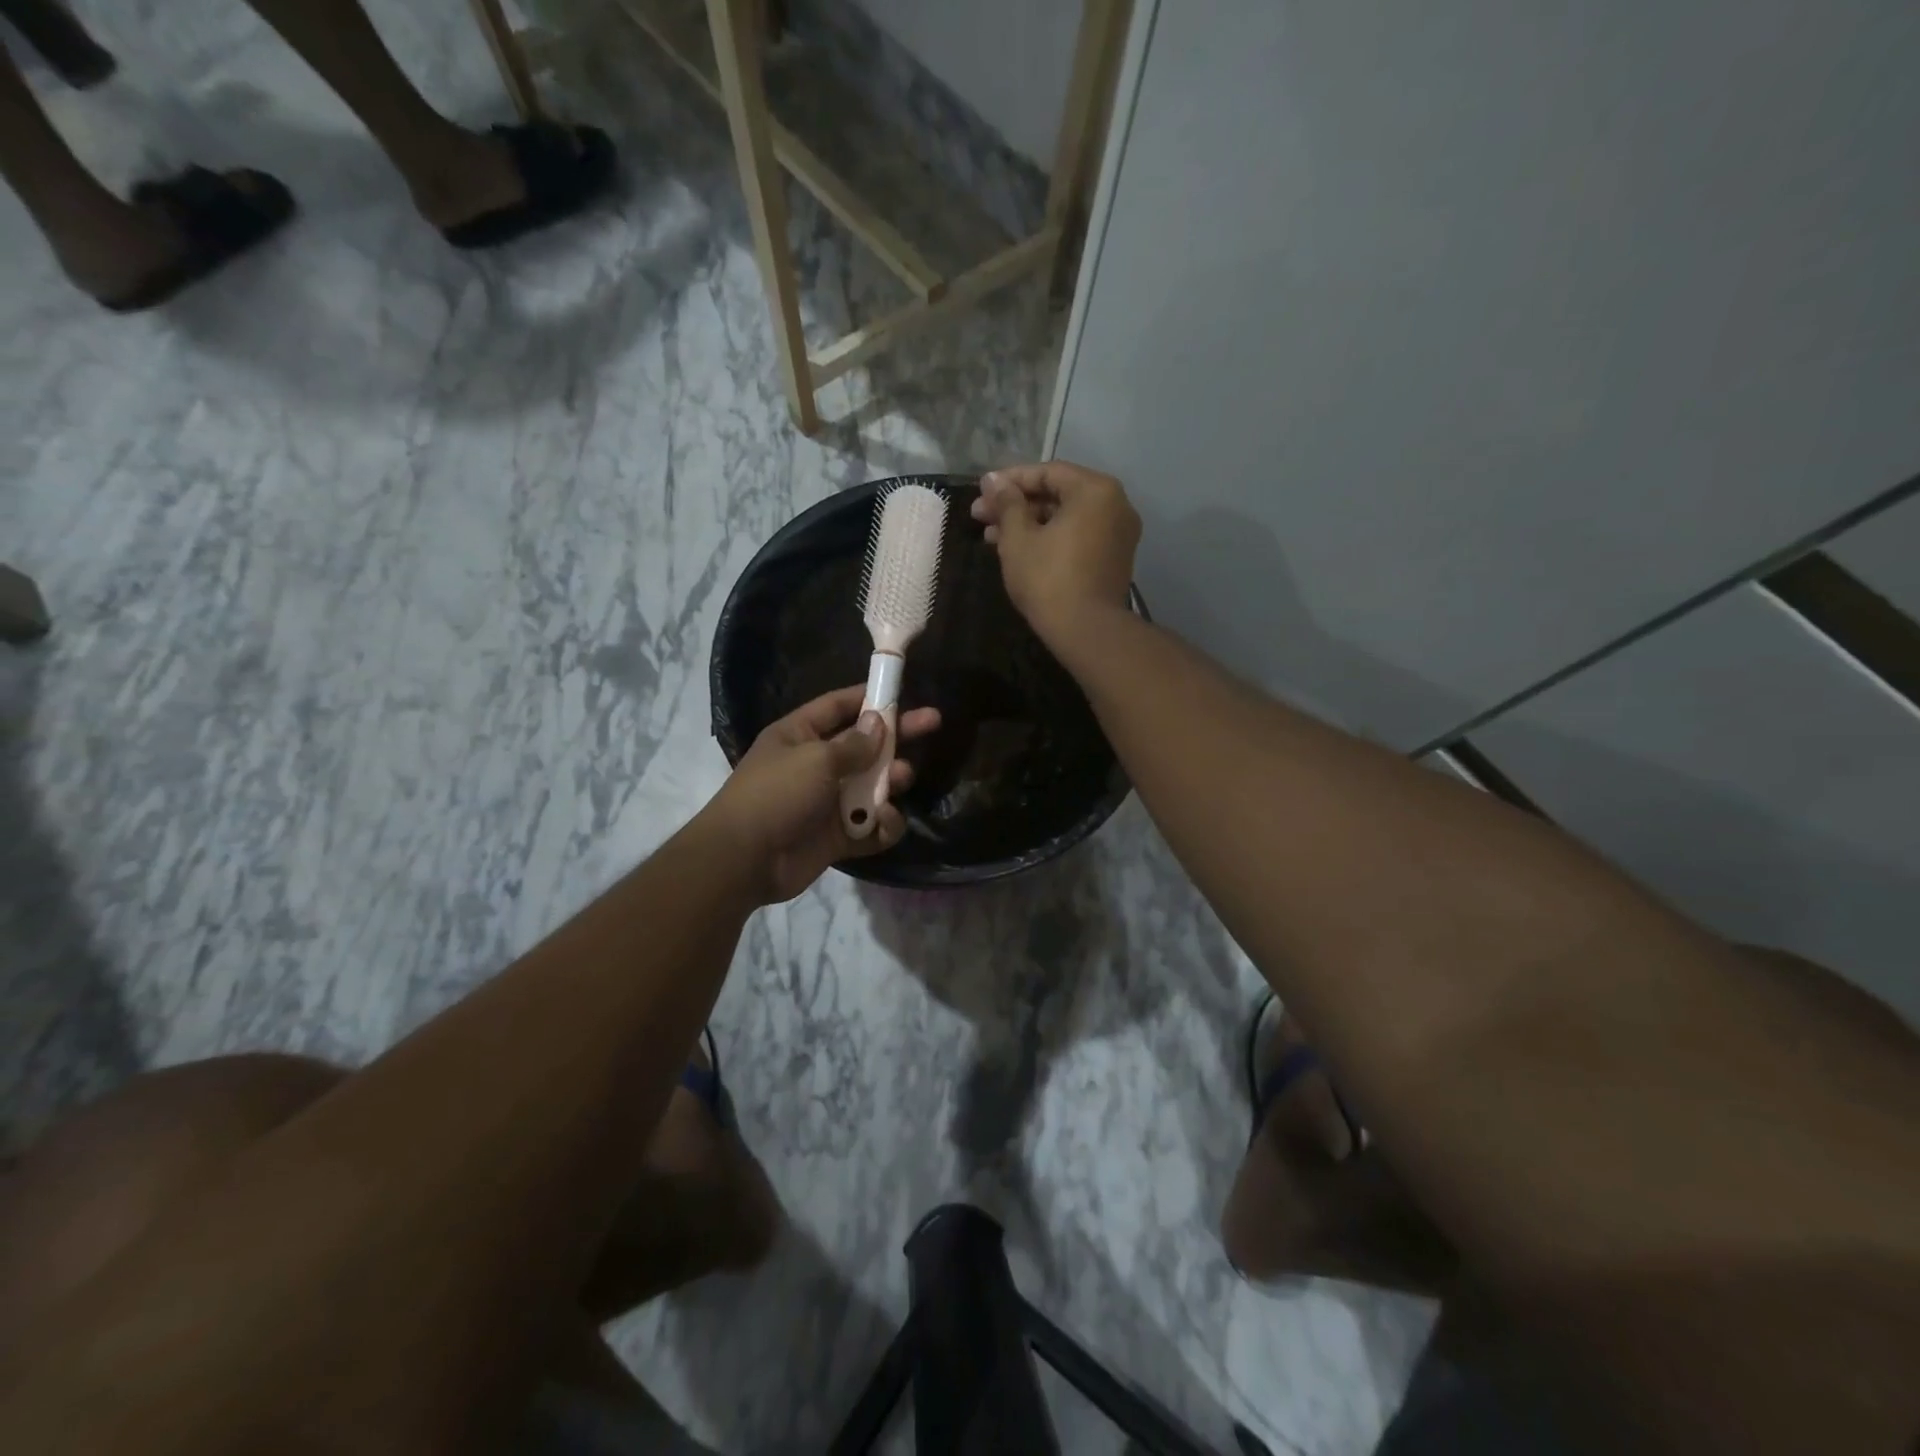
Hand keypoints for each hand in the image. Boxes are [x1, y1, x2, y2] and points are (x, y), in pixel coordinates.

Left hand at [705, 685, 941, 903]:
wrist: (745, 859)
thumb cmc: (777, 794)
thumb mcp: (816, 758)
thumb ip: (854, 744)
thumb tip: (878, 723)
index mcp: (800, 735)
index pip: (838, 707)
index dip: (868, 697)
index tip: (901, 691)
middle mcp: (815, 764)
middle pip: (864, 745)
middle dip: (896, 736)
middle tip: (933, 722)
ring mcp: (827, 802)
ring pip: (872, 786)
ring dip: (890, 781)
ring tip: (902, 778)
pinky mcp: (837, 837)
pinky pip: (871, 827)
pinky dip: (883, 825)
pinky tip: (885, 822)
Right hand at [970, 462, 1140, 646]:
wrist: (1086, 631)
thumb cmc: (1048, 579)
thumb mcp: (1018, 538)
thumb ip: (1006, 503)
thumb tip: (992, 480)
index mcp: (1095, 490)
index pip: (1047, 472)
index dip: (1009, 480)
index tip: (981, 491)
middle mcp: (1115, 504)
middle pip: (1057, 494)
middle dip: (1016, 505)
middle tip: (980, 515)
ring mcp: (1118, 533)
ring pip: (1066, 518)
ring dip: (1028, 523)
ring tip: (991, 536)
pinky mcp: (1114, 558)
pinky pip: (1078, 536)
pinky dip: (1050, 538)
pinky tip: (1018, 550)